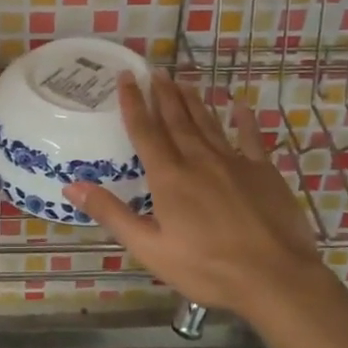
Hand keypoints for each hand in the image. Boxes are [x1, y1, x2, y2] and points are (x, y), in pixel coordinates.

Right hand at [65, 72, 323, 319]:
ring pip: (207, 123)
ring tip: (181, 81)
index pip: (145, 131)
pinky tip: (239, 105)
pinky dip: (243, 120)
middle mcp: (198, 160)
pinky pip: (250, 138)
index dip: (133, 103)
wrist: (275, 277)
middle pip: (176, 120)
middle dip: (162, 94)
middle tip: (153, 70)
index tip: (125, 77)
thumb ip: (112, 214)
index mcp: (169, 178)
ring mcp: (233, 162)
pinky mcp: (263, 172)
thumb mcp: (150, 248)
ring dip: (192, 101)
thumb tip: (72, 184)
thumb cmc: (207, 268)